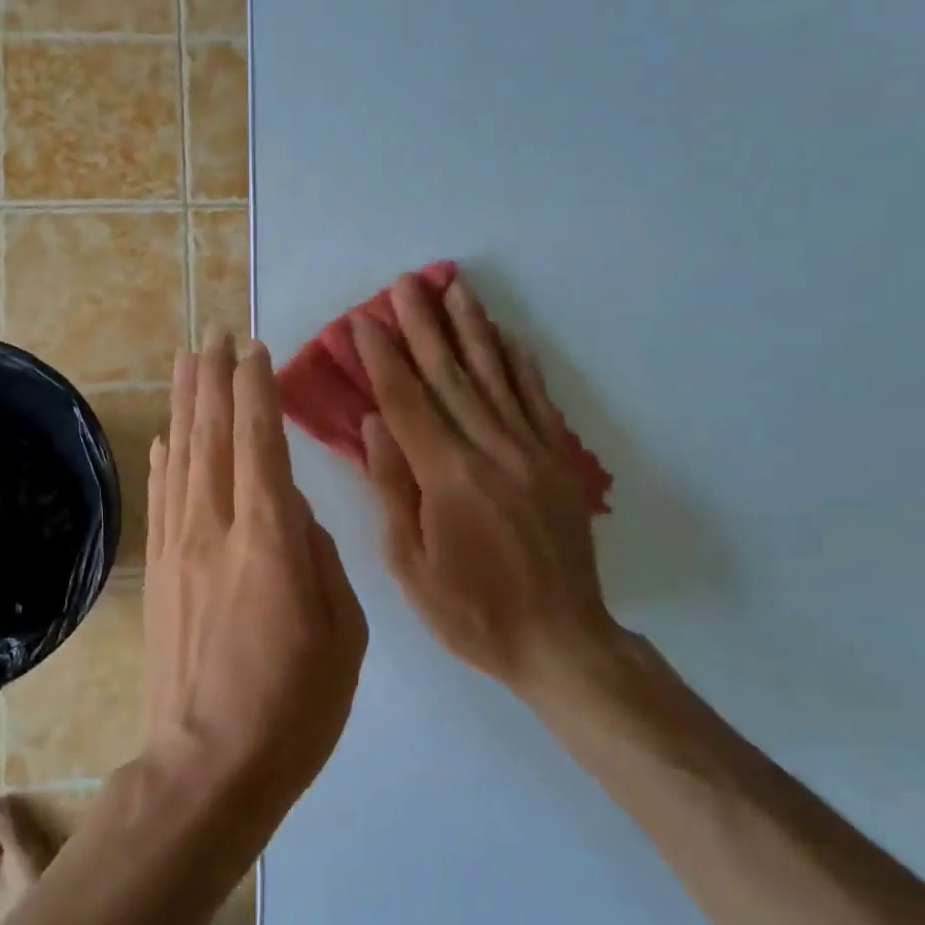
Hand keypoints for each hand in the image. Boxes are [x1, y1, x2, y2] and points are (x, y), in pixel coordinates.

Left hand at [143, 329, 368, 802]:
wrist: (208, 768)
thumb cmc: (295, 706)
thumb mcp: (343, 632)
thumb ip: (319, 558)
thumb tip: (292, 512)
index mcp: (269, 540)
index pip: (260, 441)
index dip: (255, 389)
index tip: (254, 349)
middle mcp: (216, 528)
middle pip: (212, 434)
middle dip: (213, 378)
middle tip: (214, 333)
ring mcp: (180, 548)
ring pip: (182, 456)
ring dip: (186, 403)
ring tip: (187, 360)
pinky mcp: (161, 572)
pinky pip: (163, 497)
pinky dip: (165, 458)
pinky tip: (166, 436)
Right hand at [352, 273, 624, 695]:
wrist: (560, 641)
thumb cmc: (472, 612)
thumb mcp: (411, 566)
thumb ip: (391, 489)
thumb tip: (374, 424)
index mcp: (448, 478)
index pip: (408, 402)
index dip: (383, 358)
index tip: (364, 320)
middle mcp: (492, 451)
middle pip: (452, 376)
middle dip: (425, 326)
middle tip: (405, 283)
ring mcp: (532, 452)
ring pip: (496, 377)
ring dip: (472, 329)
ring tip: (456, 288)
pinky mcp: (559, 463)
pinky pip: (538, 401)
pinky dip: (521, 365)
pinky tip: (508, 336)